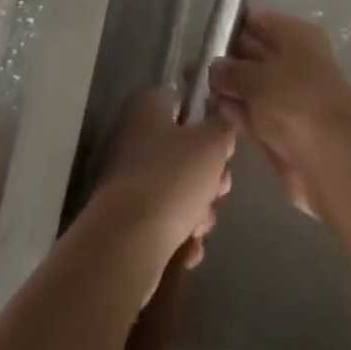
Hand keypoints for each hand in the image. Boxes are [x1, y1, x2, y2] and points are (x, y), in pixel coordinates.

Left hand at [92, 86, 234, 272]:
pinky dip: (180, 233)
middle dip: (209, 176)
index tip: (223, 146)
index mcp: (148, 108)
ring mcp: (128, 178)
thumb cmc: (173, 178)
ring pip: (177, 187)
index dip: (207, 121)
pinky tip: (190, 248)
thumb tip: (219, 128)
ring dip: (199, 209)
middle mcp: (134, 137)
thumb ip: (222, 128)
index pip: (183, 101)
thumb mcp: (212, 144)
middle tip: (219, 190)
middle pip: (184, 149)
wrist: (128, 242)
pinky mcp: (127, 215)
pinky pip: (163, 217)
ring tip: (201, 225)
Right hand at [208, 8, 350, 218]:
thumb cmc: (297, 103)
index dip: (231, 25)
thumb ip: (231, 70)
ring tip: (188, 87)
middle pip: (250, 53)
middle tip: (188, 67)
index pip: (258, 21)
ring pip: (247, 85)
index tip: (203, 35)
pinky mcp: (277, 128)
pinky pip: (249, 112)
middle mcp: (291, 62)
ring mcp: (284, 96)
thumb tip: (213, 67)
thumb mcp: (259, 78)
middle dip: (222, 59)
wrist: (330, 162)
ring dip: (222, 88)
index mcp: (295, 37)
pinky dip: (231, 112)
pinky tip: (205, 111)